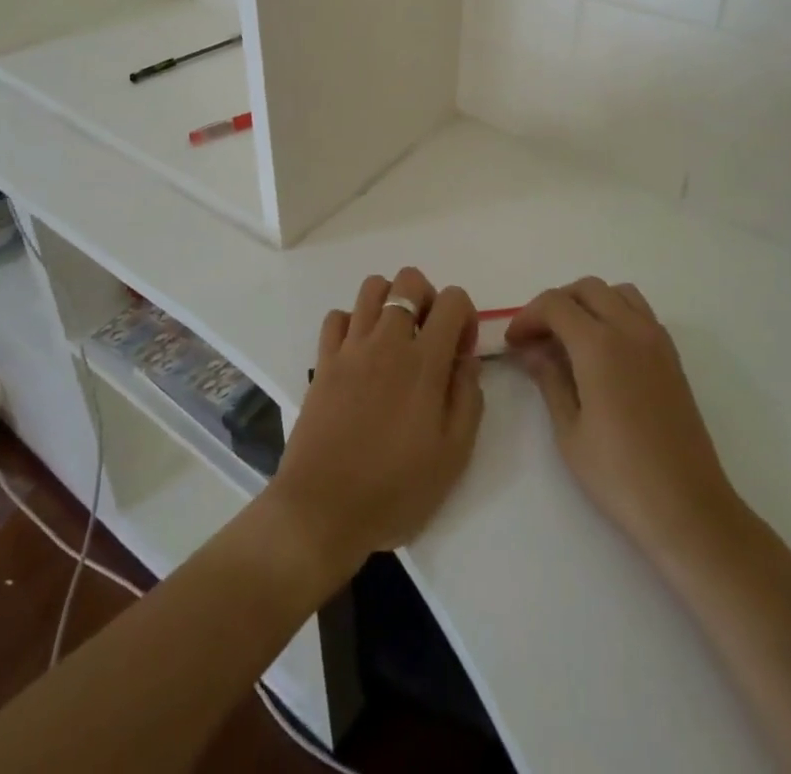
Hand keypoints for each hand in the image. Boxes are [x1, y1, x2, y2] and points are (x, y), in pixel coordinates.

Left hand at [265, 269, 483, 589]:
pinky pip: (338, 317)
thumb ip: (468, 399)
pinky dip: (353, 323)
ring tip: (395, 339)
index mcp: (424, 362)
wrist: (322, 510)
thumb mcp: (453, 455)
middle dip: (428, 298)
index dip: (465, 316)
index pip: (453, 299)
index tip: (460, 353)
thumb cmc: (394, 489)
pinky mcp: (323, 361)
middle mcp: (387, 341)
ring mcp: (350, 347)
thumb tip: (466, 361)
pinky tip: (361, 354)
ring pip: (372, 287)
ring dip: (390, 301)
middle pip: (409, 280)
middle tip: (429, 339)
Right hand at [508, 279, 742, 571]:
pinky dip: (615, 314)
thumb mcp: (569, 431)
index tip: (514, 343)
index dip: (528, 317)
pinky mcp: (672, 357)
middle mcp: (630, 329)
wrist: (688, 508)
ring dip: (589, 303)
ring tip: (570, 338)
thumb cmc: (620, 475)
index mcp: (599, 344)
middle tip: (537, 337)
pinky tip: (603, 352)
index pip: (555, 304)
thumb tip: (532, 350)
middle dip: (556, 304)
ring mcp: (656, 340)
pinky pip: (639, 313)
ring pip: (617, 293)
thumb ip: (549, 379)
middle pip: (586, 288)